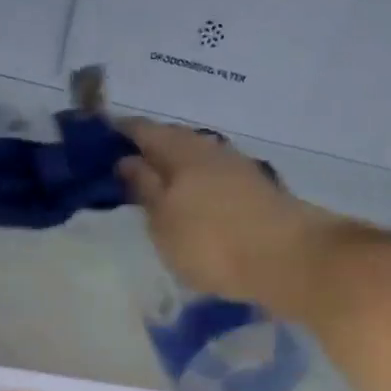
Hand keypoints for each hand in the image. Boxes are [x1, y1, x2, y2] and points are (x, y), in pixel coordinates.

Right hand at [117, 119, 348, 312]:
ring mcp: (240, 170)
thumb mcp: (164, 221)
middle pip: (175, 142)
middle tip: (128, 167)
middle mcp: (212, 151)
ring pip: (199, 161)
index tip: (101, 137)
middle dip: (151, 150)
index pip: (144, 130)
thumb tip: (128, 160)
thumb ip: (144, 188)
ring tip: (160, 190)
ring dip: (178, 170)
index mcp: (182, 151)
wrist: (289, 260)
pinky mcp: (259, 193)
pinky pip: (217, 180)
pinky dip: (200, 187)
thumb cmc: (213, 242)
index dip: (121, 131)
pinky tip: (196, 205)